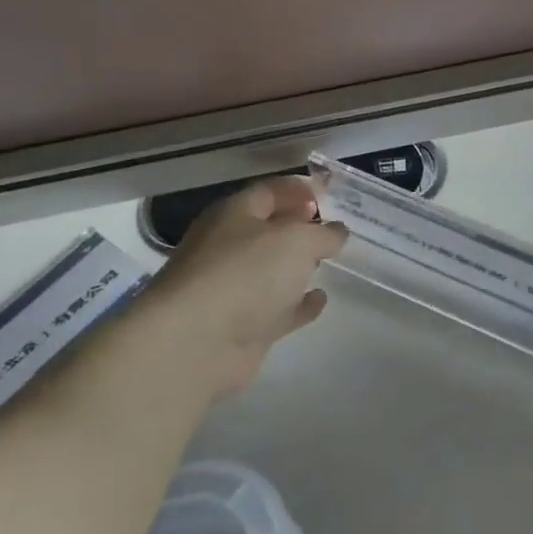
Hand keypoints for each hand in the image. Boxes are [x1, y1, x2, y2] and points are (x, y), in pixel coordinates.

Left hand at [124, 176, 347, 401]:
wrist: (195, 343)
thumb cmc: (245, 273)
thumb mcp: (295, 240)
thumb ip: (322, 234)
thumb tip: (337, 231)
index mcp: (233, 215)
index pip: (269, 191)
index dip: (299, 190)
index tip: (330, 195)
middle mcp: (228, 248)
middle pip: (268, 230)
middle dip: (299, 227)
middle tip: (333, 229)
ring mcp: (233, 289)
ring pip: (272, 271)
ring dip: (298, 266)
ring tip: (330, 261)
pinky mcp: (242, 327)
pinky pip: (277, 309)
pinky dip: (298, 304)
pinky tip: (321, 300)